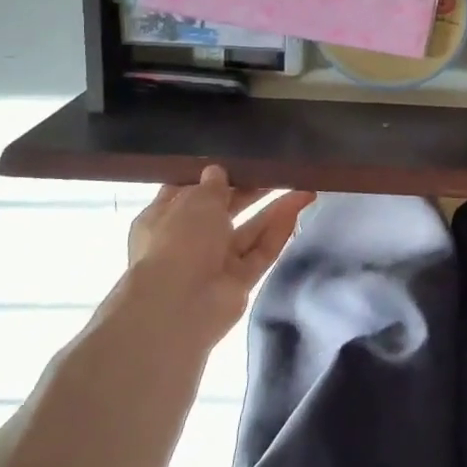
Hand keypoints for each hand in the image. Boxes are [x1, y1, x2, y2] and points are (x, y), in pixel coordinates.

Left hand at [113, 168, 315, 355]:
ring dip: (273, 210)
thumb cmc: (179, 240)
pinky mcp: (238, 282)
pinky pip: (261, 252)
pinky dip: (278, 232)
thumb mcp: (196, 200)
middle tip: (277, 172)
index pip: (187, 192)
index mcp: (163, 218)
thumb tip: (217, 172)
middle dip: (249, 192)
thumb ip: (212, 184)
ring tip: (303, 187)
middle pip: (223, 211)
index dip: (211, 177)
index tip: (237, 161)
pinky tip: (298, 208)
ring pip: (248, 232)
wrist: (180, 306)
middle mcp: (187, 240)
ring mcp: (214, 263)